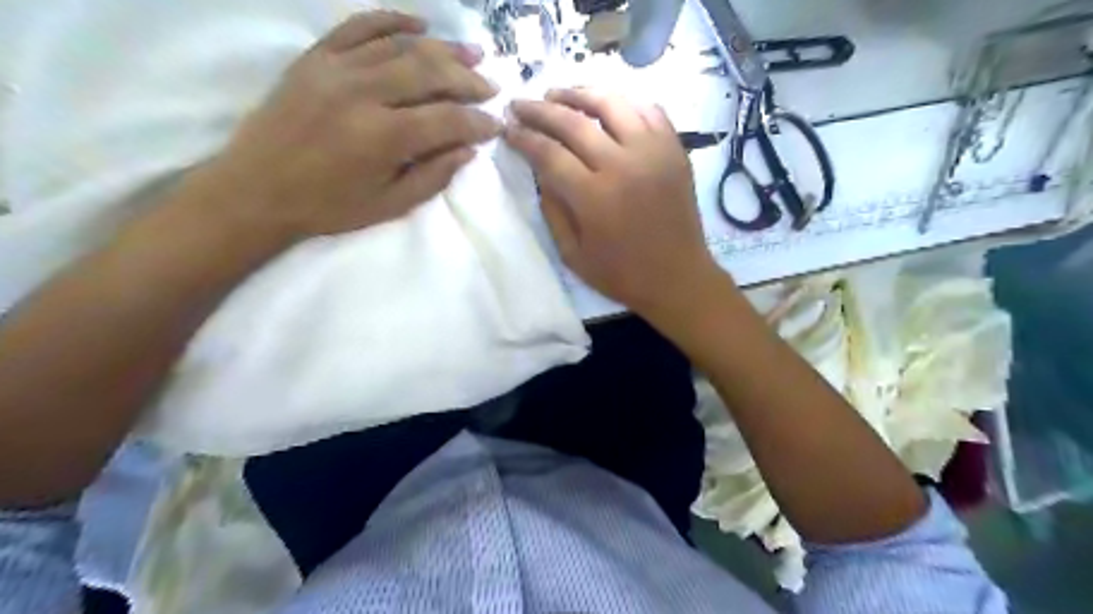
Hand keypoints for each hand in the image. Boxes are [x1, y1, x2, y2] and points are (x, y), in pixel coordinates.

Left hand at [206, 12, 503, 241]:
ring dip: (443, 48)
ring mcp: (337, 68)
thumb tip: (468, 150)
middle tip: (491, 86)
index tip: (496, 125)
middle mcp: (364, 94)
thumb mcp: (389, 205)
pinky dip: (393, 20)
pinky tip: (420, 24)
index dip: (479, 122)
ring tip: (472, 51)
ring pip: (402, 46)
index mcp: (384, 138)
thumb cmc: (328, 207)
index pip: (448, 119)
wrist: (256, 189)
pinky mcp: (316, 57)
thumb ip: (433, 177)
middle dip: (468, 79)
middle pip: (430, 73)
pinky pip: (359, 26)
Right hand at [505, 90, 723, 319]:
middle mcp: (623, 165)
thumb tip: (541, 171)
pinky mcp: (674, 151)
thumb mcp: (572, 254)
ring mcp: (653, 152)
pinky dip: (624, 102)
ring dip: (580, 93)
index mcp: (594, 197)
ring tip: (559, 94)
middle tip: (521, 103)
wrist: (678, 278)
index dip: (523, 137)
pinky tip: (607, 106)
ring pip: (612, 104)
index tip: (507, 129)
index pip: (549, 153)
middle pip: (574, 122)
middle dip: (540, 109)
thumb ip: (552, 209)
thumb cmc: (621, 274)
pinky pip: (649, 111)